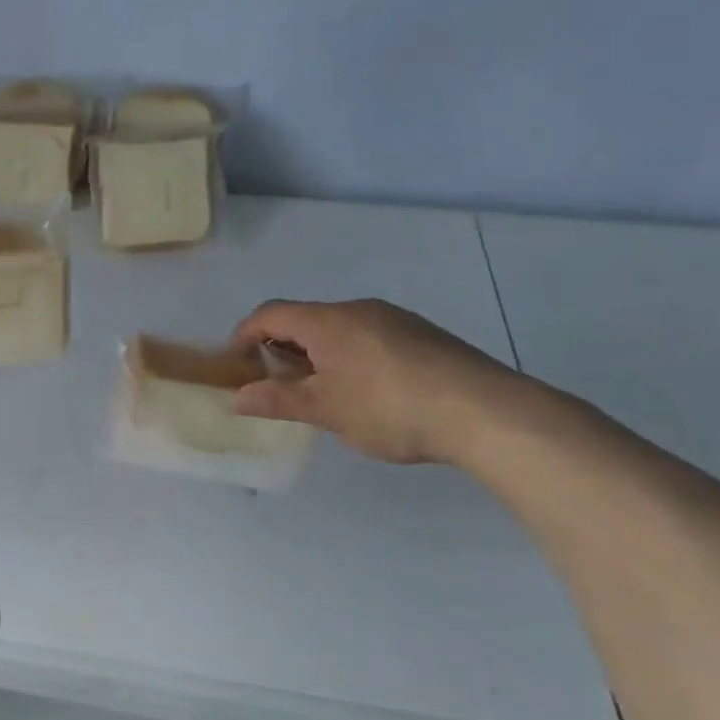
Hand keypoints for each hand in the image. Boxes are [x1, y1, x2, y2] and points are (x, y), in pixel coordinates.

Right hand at [229, 299, 521, 465]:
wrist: (483, 410)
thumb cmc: (389, 408)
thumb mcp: (326, 410)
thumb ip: (278, 400)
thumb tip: (237, 396)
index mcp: (326, 322)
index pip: (269, 314)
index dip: (244, 334)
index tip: (235, 363)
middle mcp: (357, 309)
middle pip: (304, 319)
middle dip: (282, 347)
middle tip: (276, 383)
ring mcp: (393, 318)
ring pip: (338, 328)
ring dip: (317, 353)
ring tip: (322, 392)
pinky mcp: (421, 333)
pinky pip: (368, 336)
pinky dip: (349, 355)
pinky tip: (367, 391)